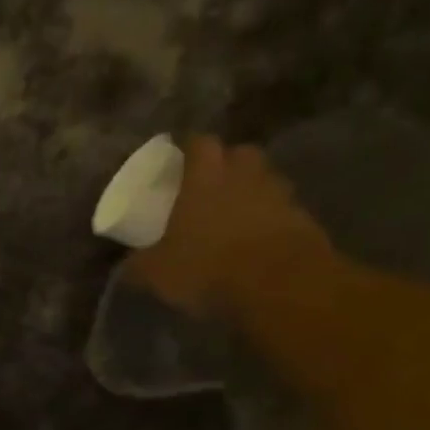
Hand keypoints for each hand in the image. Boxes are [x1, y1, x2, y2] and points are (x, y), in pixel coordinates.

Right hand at [127, 136, 331, 314]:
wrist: (280, 286)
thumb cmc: (207, 267)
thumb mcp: (158, 273)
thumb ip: (139, 265)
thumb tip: (125, 267)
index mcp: (204, 177)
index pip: (199, 143)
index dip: (189, 149)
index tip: (179, 161)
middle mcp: (244, 175)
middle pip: (239, 154)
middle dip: (227, 164)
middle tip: (210, 185)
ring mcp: (279, 195)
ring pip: (264, 180)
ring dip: (251, 192)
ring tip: (235, 216)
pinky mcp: (304, 220)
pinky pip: (283, 211)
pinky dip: (271, 220)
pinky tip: (257, 243)